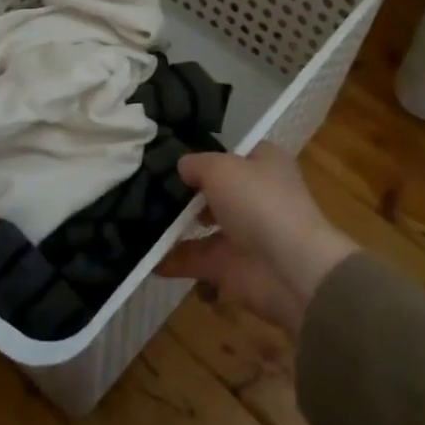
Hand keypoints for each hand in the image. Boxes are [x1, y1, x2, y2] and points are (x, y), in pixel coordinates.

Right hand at [157, 143, 358, 337]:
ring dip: (172, 228)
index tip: (169, 157)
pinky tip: (143, 255)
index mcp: (264, 165)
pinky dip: (171, 261)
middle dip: (183, 194)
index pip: (232, 154)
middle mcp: (255, 198)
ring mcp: (243, 235)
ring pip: (202, 228)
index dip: (205, 155)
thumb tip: (182, 167)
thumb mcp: (221, 168)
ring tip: (135, 220)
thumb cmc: (259, 203)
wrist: (289, 269)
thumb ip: (197, 164)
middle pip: (214, 192)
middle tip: (143, 189)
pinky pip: (194, 261)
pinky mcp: (230, 269)